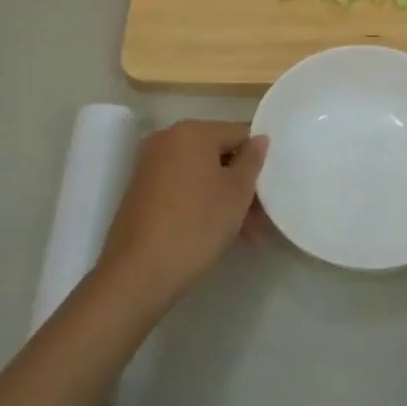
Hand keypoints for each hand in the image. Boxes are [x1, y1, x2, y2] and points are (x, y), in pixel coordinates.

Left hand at [99, 120, 266, 312]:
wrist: (137, 273)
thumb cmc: (196, 225)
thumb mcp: (237, 193)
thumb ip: (252, 161)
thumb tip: (259, 139)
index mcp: (191, 131)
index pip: (238, 134)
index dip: (257, 162)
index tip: (269, 192)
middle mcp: (167, 140)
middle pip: (218, 155)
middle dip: (241, 185)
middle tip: (259, 220)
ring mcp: (150, 166)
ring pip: (200, 176)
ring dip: (224, 199)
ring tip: (243, 235)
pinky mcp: (140, 192)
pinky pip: (181, 189)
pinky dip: (201, 204)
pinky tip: (216, 234)